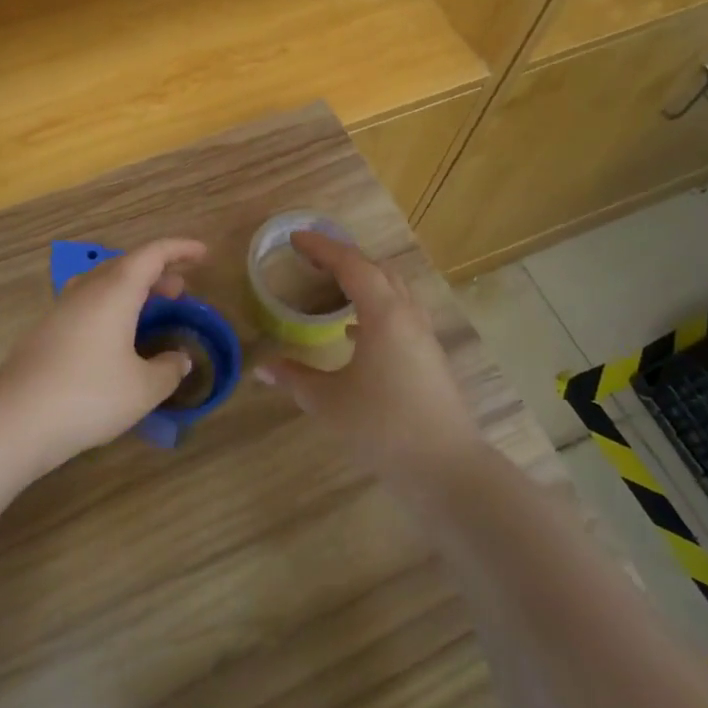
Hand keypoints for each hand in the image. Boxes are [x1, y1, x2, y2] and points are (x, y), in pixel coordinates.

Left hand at [0, 237, 208, 464]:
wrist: (16, 418)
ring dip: (131, 289)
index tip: (203, 253)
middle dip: (157, 272)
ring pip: (103, 283)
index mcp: (115, 291)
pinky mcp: (46, 330)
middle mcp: (87, 290)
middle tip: (180, 292)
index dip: (180, 249)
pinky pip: (87, 303)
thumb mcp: (143, 388)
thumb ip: (169, 369)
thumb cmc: (89, 395)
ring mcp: (62, 308)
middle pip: (126, 265)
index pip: (152, 254)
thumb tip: (180, 359)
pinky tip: (115, 338)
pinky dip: (111, 307)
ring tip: (150, 310)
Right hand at [261, 232, 482, 481]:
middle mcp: (407, 315)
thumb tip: (262, 367)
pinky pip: (400, 313)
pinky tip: (355, 329)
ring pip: (393, 290)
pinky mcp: (429, 357)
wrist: (446, 468)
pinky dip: (375, 306)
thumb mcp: (328, 402)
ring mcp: (423, 336)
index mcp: (384, 314)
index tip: (296, 239)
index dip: (322, 248)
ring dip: (363, 279)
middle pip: (377, 270)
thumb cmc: (383, 427)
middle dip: (344, 257)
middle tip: (312, 257)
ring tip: (332, 284)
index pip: (352, 265)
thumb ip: (294, 378)